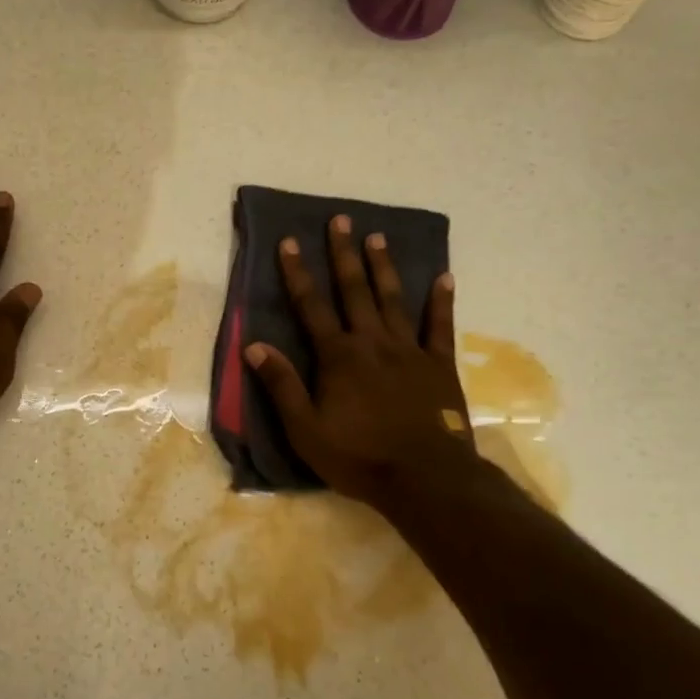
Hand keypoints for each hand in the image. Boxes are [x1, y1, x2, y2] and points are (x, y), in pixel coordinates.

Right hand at [243, 214, 481, 515]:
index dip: (297, 273)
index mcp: (337, 356)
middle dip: (344, 254)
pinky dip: (441, 301)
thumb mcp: (305, 429)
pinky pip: (439, 326)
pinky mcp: (439, 365)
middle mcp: (372, 342)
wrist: (425, 478)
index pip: (311, 306)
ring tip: (378, 236)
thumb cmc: (358, 456)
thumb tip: (255, 346)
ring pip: (393, 299)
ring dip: (384, 266)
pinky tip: (444, 277)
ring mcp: (409, 350)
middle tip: (341, 220)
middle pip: (355, 290)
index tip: (289, 242)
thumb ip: (281, 385)